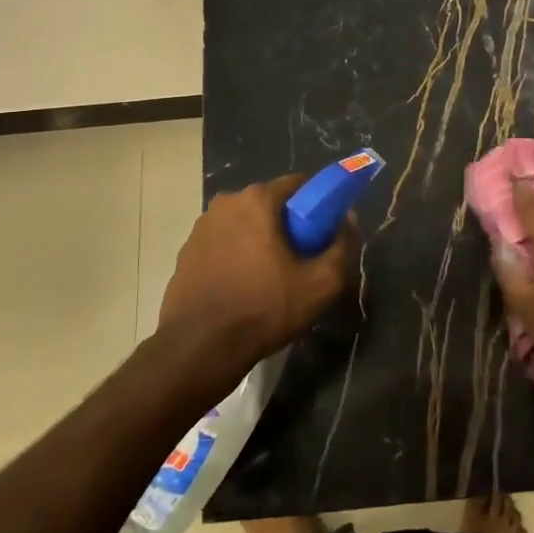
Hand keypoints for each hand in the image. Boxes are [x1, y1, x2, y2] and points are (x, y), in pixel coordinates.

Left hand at [155, 175, 355, 386]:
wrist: (200, 348)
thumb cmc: (264, 309)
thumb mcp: (321, 284)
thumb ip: (342, 245)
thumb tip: (347, 219)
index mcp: (257, 200)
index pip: (298, 184)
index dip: (317, 206)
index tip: (324, 234)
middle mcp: (225, 203)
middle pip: (270, 204)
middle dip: (288, 225)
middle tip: (301, 260)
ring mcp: (201, 227)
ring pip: (245, 224)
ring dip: (260, 241)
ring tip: (271, 279)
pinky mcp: (186, 252)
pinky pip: (223, 244)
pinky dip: (236, 256)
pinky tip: (243, 288)